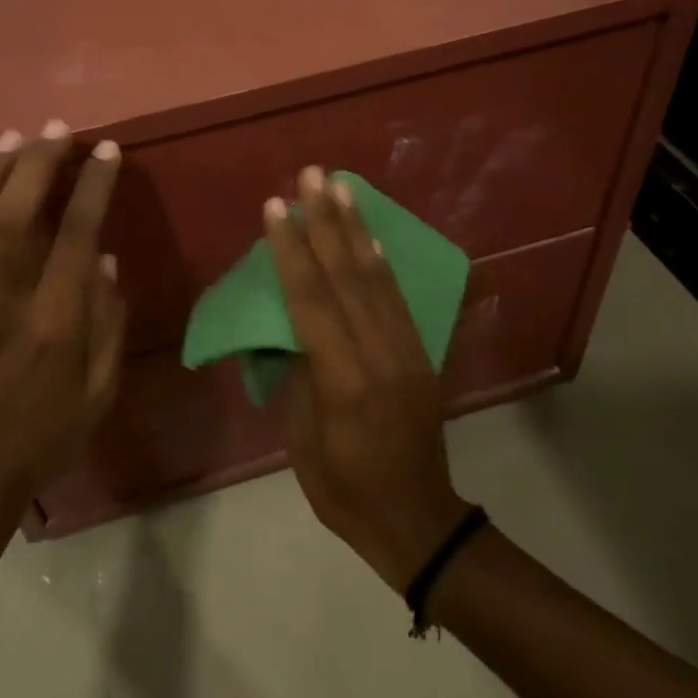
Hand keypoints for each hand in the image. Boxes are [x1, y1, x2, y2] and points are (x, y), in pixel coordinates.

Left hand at [0, 122, 126, 522]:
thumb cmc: (45, 435)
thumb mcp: (99, 391)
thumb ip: (108, 323)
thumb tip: (102, 259)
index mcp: (55, 322)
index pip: (75, 235)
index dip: (92, 186)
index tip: (105, 151)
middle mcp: (4, 301)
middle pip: (13, 213)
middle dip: (36, 162)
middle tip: (56, 130)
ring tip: (11, 138)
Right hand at [264, 166, 470, 590]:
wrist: (417, 521)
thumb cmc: (344, 491)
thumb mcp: (304, 441)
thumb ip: (302, 375)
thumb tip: (296, 327)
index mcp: (344, 382)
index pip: (311, 302)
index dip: (291, 252)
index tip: (276, 209)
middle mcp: (380, 355)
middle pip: (348, 277)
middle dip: (326, 222)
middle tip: (312, 176)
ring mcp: (407, 352)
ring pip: (376, 279)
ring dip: (356, 229)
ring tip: (341, 188)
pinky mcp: (421, 355)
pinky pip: (397, 299)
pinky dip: (381, 262)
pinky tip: (370, 238)